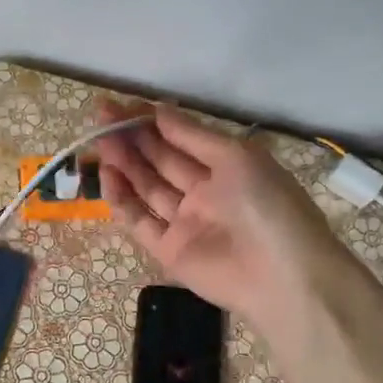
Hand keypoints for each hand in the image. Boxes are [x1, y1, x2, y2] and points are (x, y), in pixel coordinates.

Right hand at [93, 102, 354, 329]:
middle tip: (101, 117)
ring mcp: (185, 222)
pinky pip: (139, 220)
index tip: (122, 105)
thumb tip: (158, 109)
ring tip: (99, 140)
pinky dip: (121, 199)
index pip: (181, 139)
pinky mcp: (168, 251)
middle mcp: (203, 192)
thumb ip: (191, 136)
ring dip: (123, 163)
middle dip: (132, 137)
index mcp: (226, 167)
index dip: (152, 121)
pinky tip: (107, 175)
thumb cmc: (267, 205)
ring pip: (146, 187)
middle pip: (160, 160)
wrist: (283, 277)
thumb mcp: (236, 158)